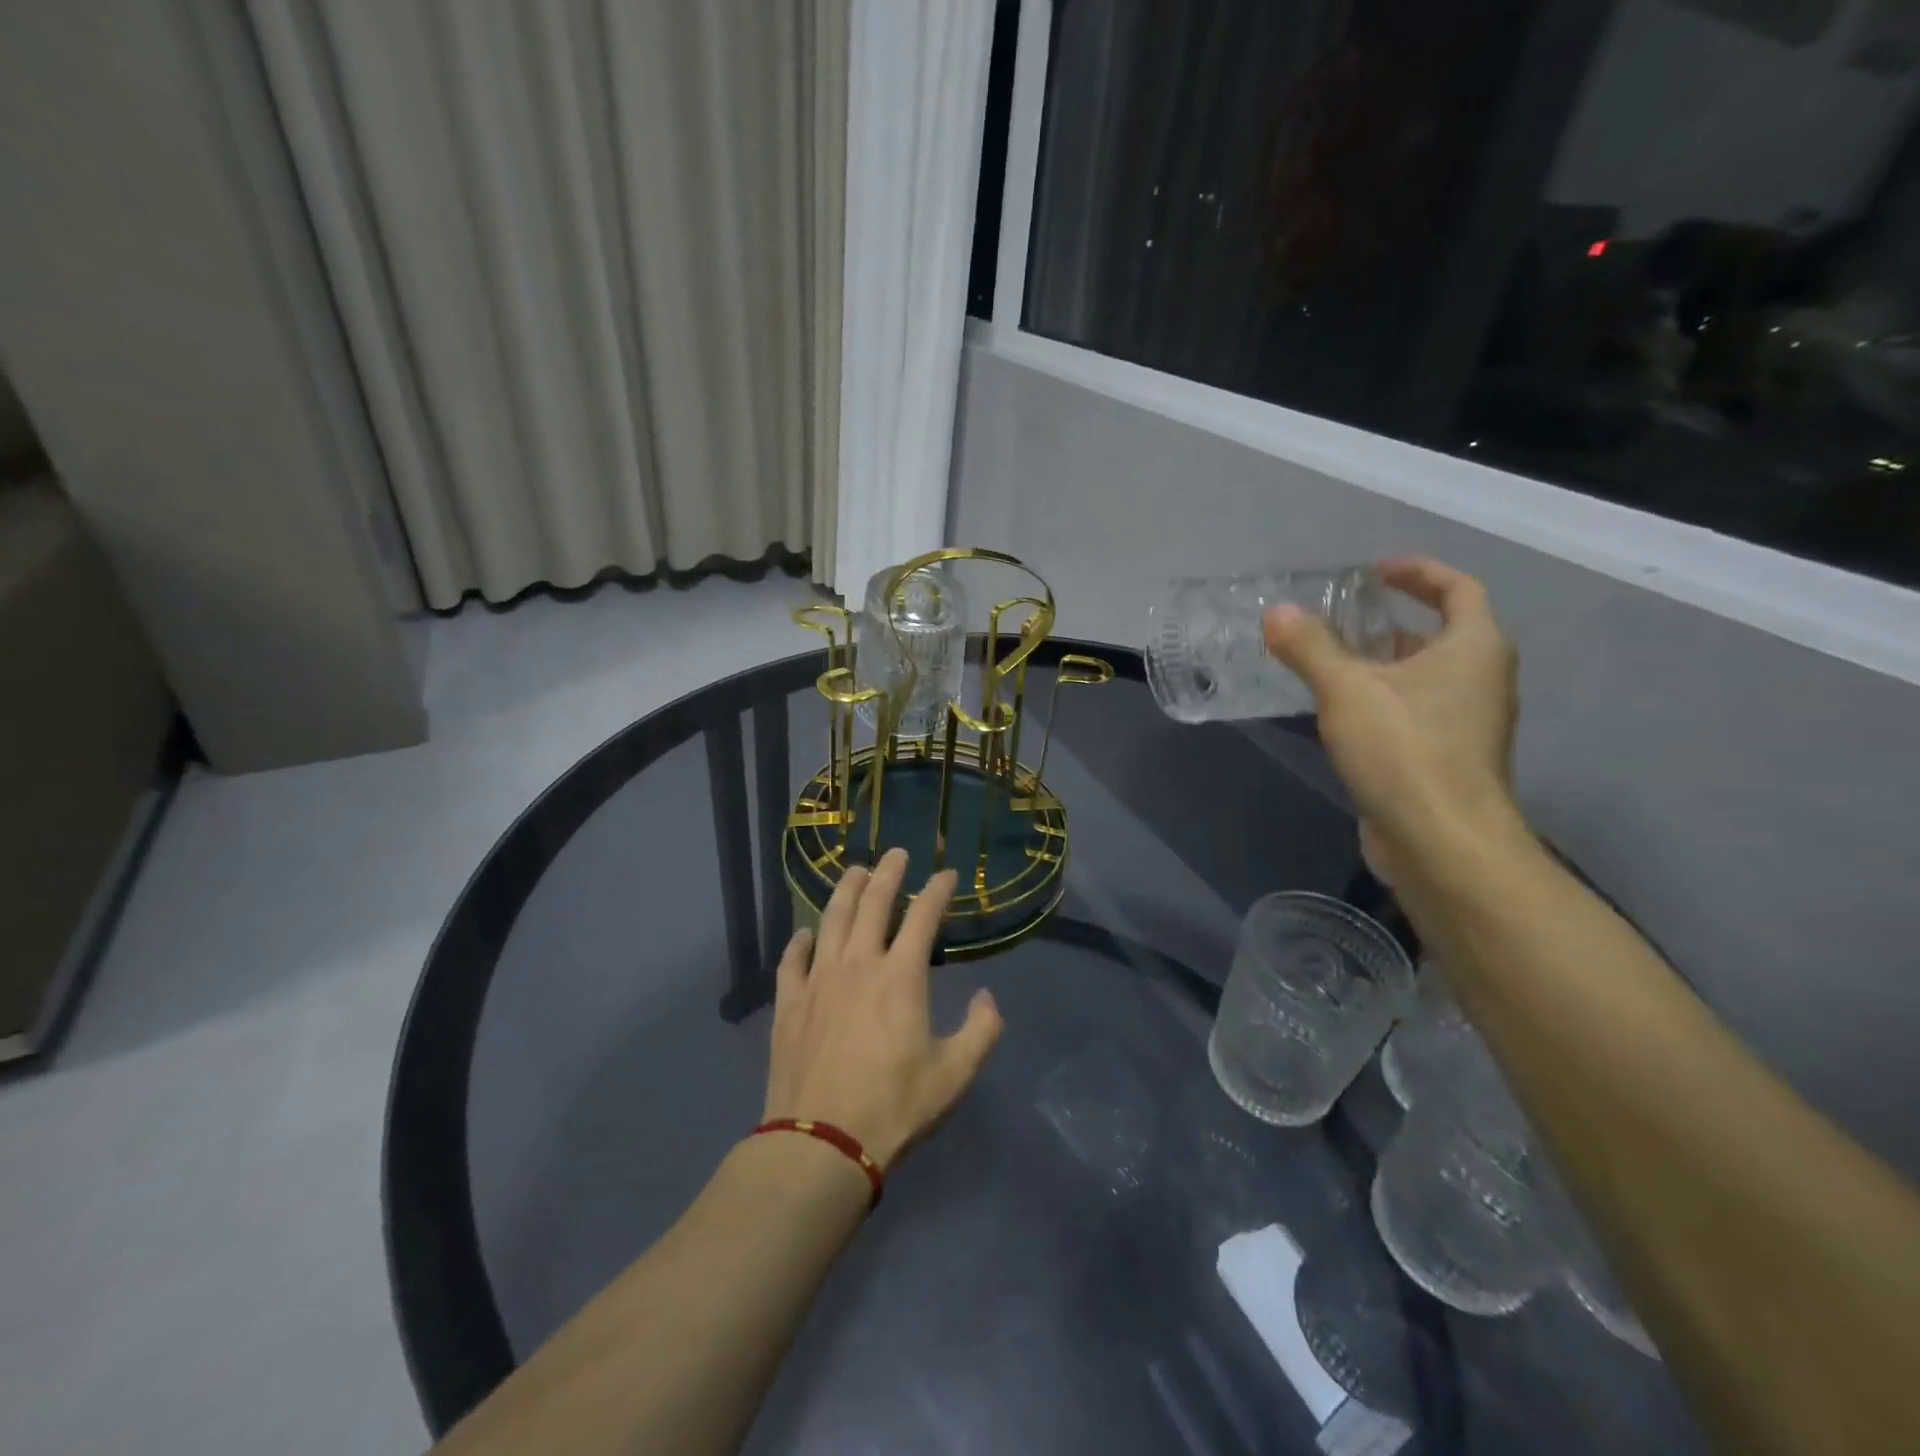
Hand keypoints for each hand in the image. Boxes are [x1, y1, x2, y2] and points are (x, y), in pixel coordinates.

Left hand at [762, 848, 1002, 1170]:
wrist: (821, 1142)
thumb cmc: (895, 1107)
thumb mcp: (955, 1075)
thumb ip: (981, 1030)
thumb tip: (987, 997)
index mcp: (900, 976)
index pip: (923, 917)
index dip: (937, 891)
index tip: (946, 875)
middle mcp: (858, 964)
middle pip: (873, 904)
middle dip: (888, 874)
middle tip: (895, 853)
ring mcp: (819, 980)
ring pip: (832, 920)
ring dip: (845, 891)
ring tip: (854, 872)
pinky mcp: (789, 1003)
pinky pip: (792, 960)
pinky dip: (799, 942)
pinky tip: (804, 933)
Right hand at [1263, 556, 1522, 884]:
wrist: (1442, 842)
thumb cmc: (1405, 751)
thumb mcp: (1346, 691)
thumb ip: (1309, 648)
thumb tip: (1276, 612)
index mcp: (1474, 648)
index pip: (1458, 589)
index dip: (1418, 573)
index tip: (1374, 572)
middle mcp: (1481, 680)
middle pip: (1440, 634)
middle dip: (1390, 623)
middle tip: (1341, 619)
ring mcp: (1467, 723)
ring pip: (1424, 678)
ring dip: (1382, 664)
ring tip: (1330, 663)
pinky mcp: (1446, 759)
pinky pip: (1414, 712)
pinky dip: (1382, 701)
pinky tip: (1339, 714)